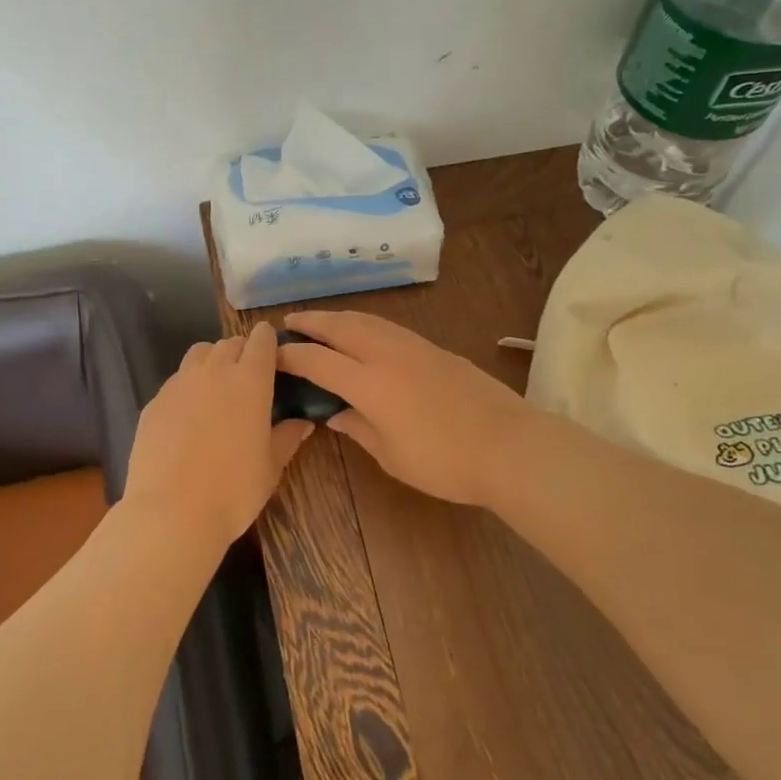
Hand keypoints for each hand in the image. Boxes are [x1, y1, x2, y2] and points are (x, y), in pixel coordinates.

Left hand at [124, 323, 312, 549]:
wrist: (171, 512)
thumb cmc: (234, 490)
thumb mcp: (270, 467)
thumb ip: (287, 437)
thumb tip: (303, 423)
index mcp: (250, 381)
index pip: (262, 340)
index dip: (269, 343)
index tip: (274, 357)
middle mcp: (214, 371)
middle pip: (230, 342)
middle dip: (242, 352)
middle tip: (249, 378)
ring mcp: (179, 384)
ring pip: (200, 354)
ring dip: (213, 361)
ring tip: (218, 388)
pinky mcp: (154, 401)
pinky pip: (176, 380)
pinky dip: (188, 386)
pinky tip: (189, 416)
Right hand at [277, 311, 532, 508]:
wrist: (509, 445)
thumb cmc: (444, 461)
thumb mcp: (391, 455)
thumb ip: (357, 428)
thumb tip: (333, 413)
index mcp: (370, 383)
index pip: (318, 361)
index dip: (291, 356)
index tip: (272, 354)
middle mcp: (387, 354)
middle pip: (340, 327)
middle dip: (311, 322)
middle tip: (289, 321)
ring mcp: (414, 346)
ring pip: (367, 320)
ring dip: (338, 317)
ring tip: (321, 321)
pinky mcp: (435, 348)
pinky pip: (388, 326)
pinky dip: (365, 323)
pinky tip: (364, 333)